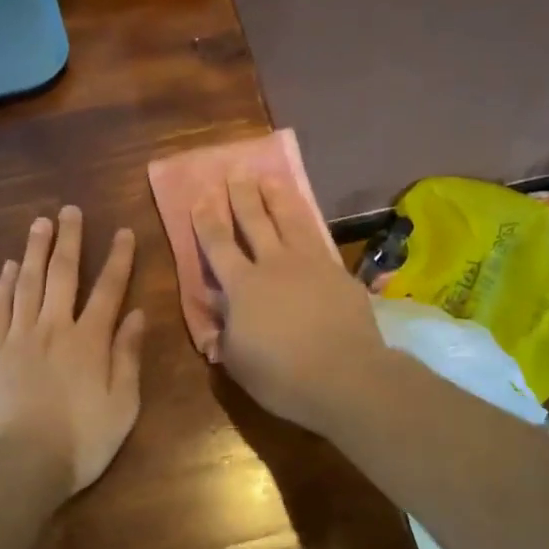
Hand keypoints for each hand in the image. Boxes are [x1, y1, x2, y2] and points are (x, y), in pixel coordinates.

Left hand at [0, 206, 145, 493]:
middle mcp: (54, 327)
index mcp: (90, 340)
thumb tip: (136, 314)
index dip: (118, 259)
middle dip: (69, 240)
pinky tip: (8, 267)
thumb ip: (128, 356)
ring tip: (39, 223)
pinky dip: (3, 285)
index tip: (122, 231)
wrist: (20, 464)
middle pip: (62, 274)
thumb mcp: (122, 405)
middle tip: (70, 210)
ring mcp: (19, 337)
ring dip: (34, 250)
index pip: (108, 289)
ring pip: (27, 283)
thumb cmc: (81, 441)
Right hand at [191, 175, 391, 434]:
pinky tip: (306, 218)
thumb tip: (218, 314)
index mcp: (242, 287)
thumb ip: (225, 333)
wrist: (346, 377)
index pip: (218, 244)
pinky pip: (318, 238)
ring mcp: (310, 264)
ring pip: (290, 219)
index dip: (207, 220)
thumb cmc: (282, 377)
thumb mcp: (238, 362)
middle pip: (255, 220)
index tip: (201, 197)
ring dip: (277, 196)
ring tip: (269, 178)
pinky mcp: (338, 273)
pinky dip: (307, 222)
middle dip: (242, 195)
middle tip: (236, 172)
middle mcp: (274, 265)